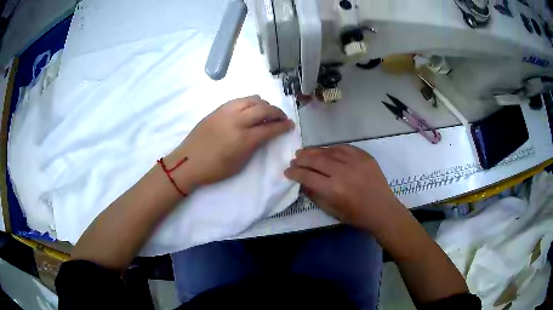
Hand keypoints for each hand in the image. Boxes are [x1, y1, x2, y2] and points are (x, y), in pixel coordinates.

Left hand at [165, 96, 293, 191]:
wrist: (188, 162)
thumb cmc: (214, 169)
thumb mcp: (239, 164)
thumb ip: (254, 146)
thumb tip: (264, 134)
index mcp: (243, 139)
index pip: (270, 127)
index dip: (283, 126)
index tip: (290, 125)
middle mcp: (236, 121)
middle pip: (263, 109)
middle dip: (277, 112)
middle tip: (282, 118)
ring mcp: (226, 112)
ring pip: (251, 99)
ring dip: (264, 104)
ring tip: (267, 111)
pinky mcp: (217, 109)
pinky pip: (238, 100)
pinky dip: (249, 101)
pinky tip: (251, 107)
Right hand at [284, 145, 405, 232]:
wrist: (382, 210)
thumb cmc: (356, 215)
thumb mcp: (332, 211)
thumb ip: (315, 195)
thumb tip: (303, 182)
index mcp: (333, 190)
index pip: (307, 176)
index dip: (294, 173)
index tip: (287, 171)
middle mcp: (342, 172)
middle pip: (316, 160)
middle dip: (301, 159)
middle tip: (294, 160)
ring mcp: (355, 162)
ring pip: (328, 151)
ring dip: (314, 151)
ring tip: (305, 152)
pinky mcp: (364, 157)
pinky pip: (344, 148)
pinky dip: (332, 148)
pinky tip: (326, 150)